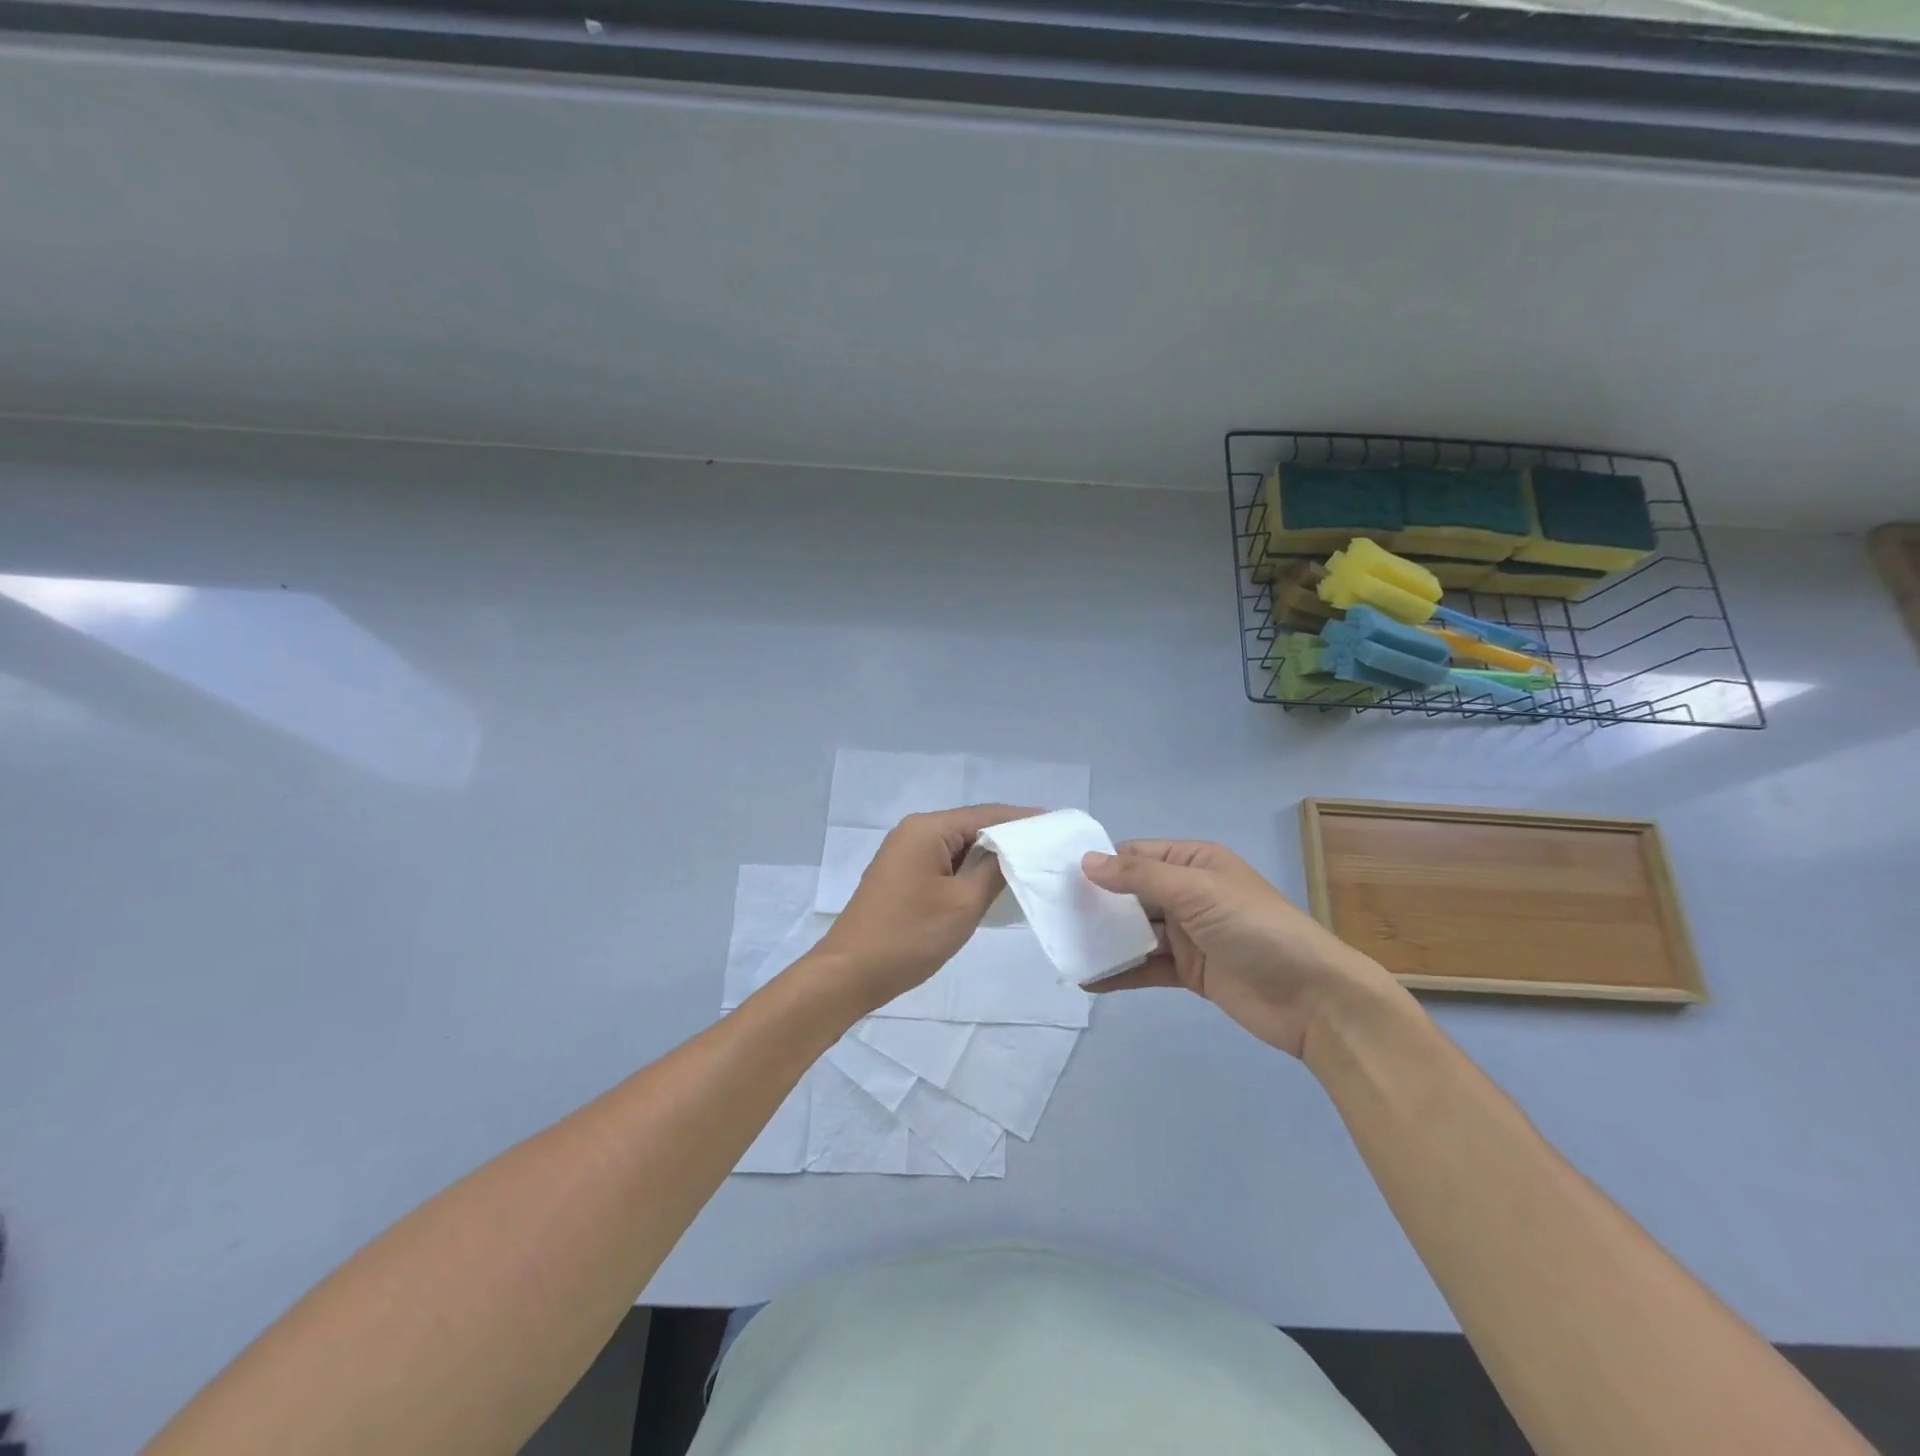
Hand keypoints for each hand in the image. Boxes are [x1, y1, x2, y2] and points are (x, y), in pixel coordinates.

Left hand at [811, 804, 1035, 1011]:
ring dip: (988, 856)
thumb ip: (994, 869)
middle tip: (1048, 850)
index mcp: (927, 829)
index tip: (1056, 826)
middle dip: (1008, 837)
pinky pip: (944, 862)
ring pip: (958, 846)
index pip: (986, 814)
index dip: (1023, 819)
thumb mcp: (963, 904)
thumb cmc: (910, 936)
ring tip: (1029, 866)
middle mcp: (914, 831)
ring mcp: (904, 853)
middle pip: (971, 826)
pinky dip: (968, 869)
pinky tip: (992, 883)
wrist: (850, 973)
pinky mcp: (902, 874)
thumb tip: (1014, 847)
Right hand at [1081, 839, 1397, 1058]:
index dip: (1099, 865)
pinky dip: (1120, 972)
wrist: (1314, 998)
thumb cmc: (1256, 929)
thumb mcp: (1196, 892)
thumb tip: (1086, 861)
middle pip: (1130, 894)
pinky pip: (1146, 967)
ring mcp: (1188, 934)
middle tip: (1051, 916)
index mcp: (1193, 863)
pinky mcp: (1190, 971)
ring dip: (1104, 939)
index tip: (1058, 879)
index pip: (1135, 856)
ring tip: (1063, 947)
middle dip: (1095, 904)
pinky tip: (1089, 980)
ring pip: (1135, 931)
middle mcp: (1188, 893)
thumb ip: (1139, 878)